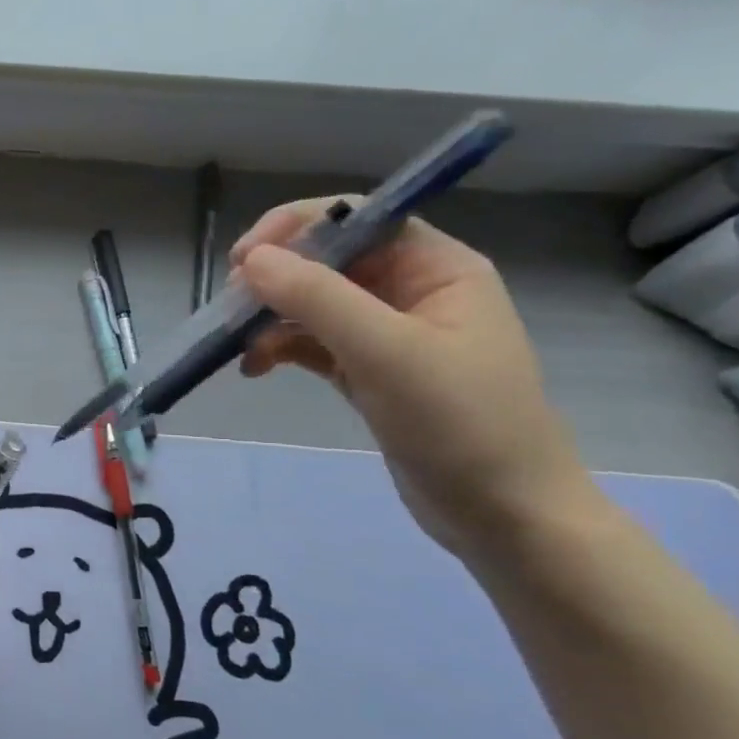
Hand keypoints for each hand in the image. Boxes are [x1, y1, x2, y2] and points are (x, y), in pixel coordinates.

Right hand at [229, 202, 592, 560]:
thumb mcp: (387, 353)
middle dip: (276, 278)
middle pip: (329, 260)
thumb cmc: (460, 424)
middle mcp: (412, 291)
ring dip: (271, 317)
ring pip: (314, 303)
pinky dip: (281, 348)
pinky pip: (313, 343)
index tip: (244, 258)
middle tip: (232, 308)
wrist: (505, 519)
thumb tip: (252, 259)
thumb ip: (319, 298)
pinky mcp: (369, 372)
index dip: (297, 227)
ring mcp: (389, 334)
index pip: (358, 219)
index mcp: (436, 268)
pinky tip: (255, 368)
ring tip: (238, 344)